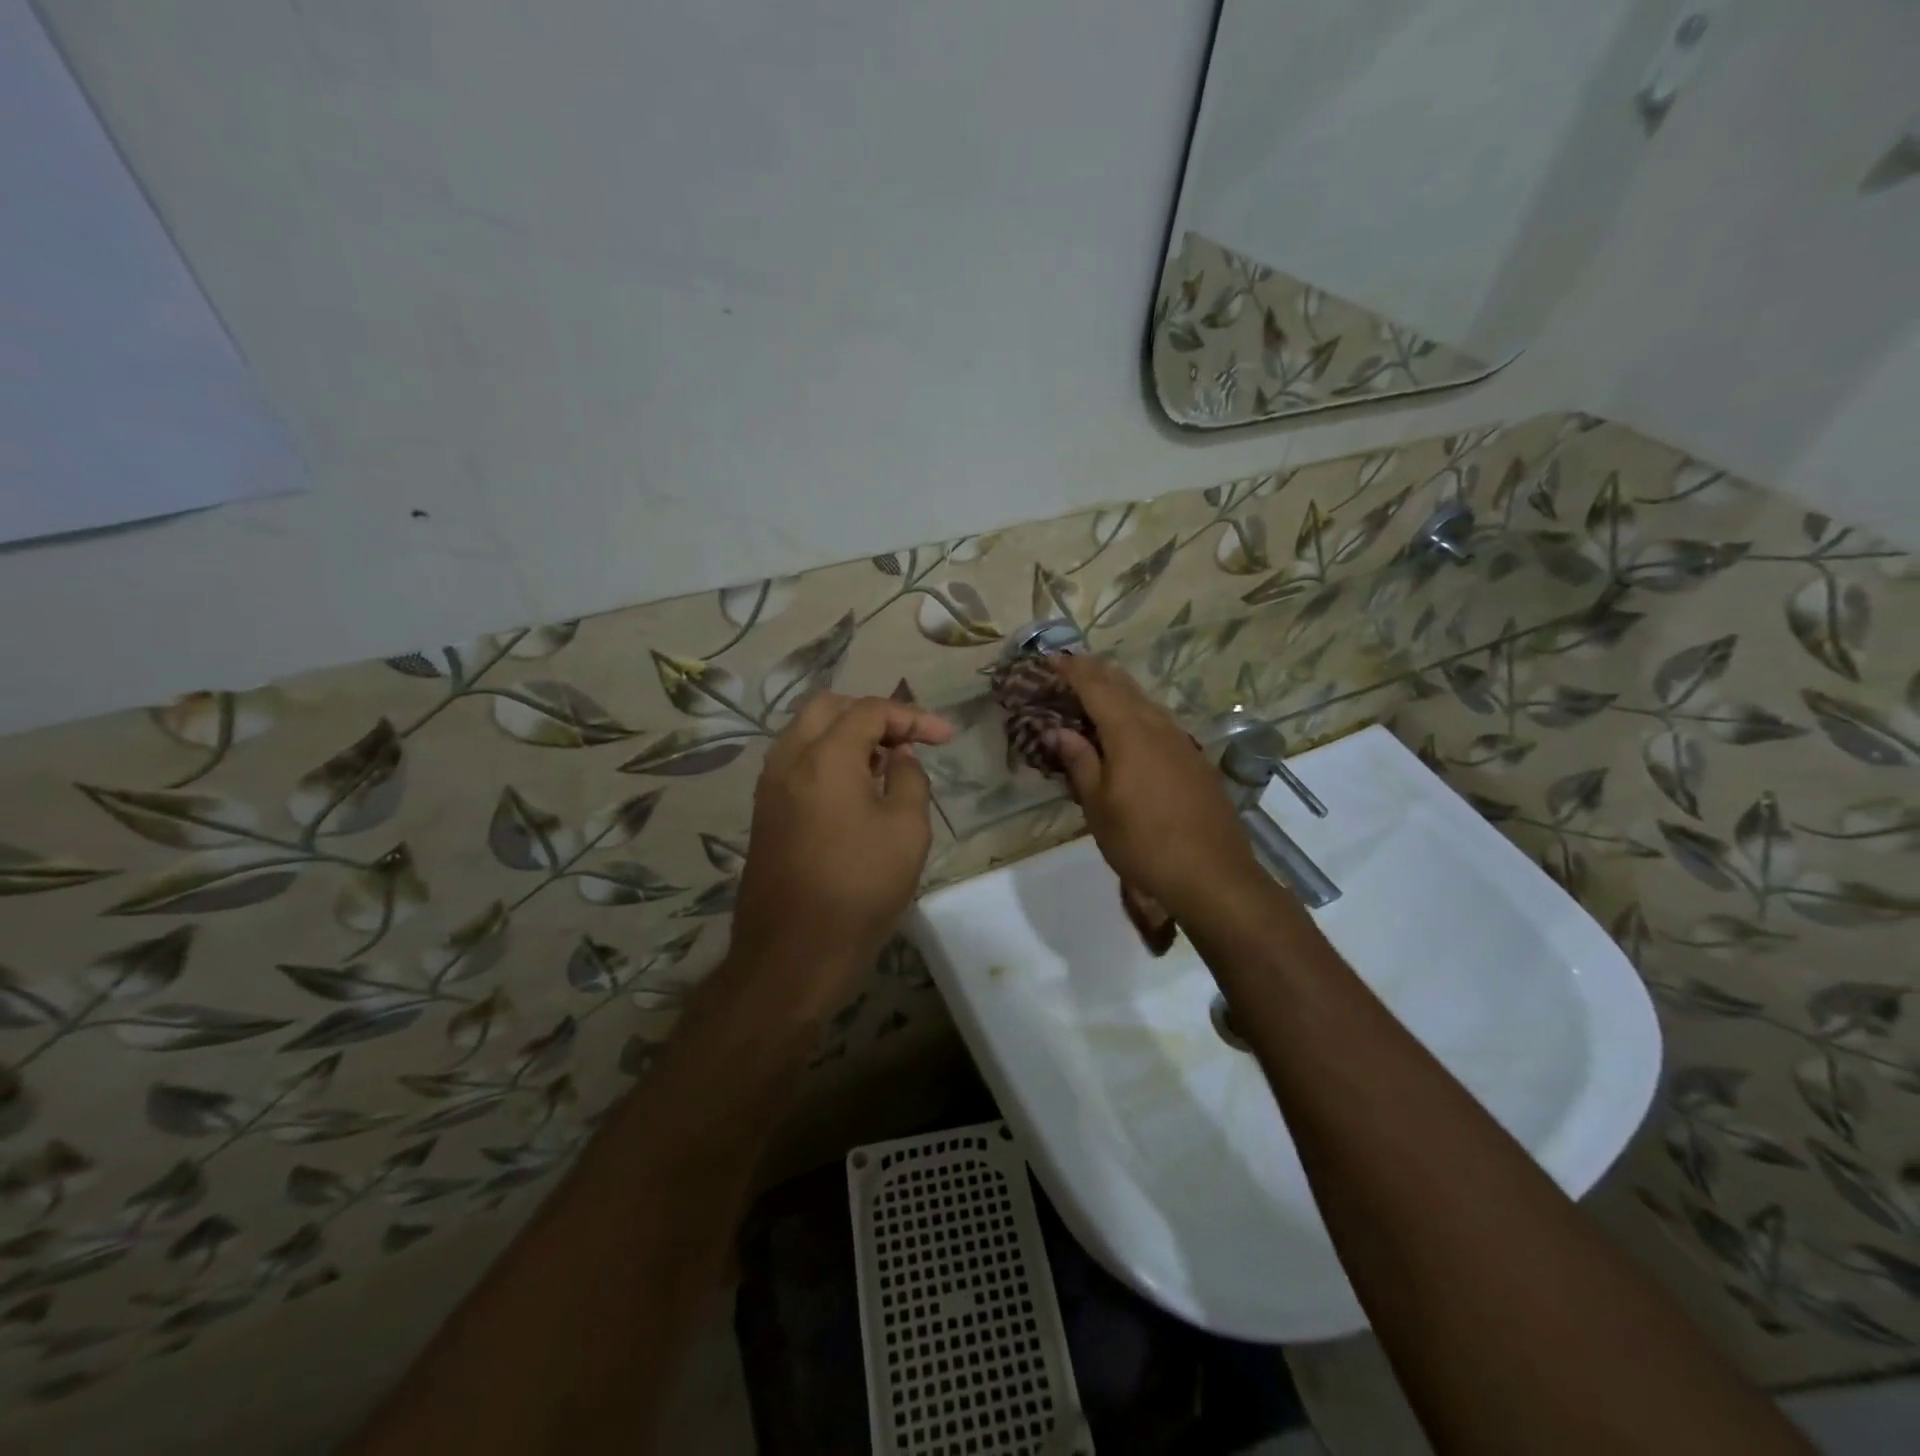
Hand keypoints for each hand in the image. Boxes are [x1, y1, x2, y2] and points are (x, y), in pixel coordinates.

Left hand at [727, 694, 952, 1020]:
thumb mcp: (906, 829)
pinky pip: (797, 764)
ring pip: (807, 734)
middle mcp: (788, 759)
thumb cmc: (859, 887)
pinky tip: (856, 790)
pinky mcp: (765, 813)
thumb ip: (909, 779)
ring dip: (847, 736)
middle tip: (907, 739)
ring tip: (885, 764)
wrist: (792, 954)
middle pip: (828, 708)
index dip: (913, 716)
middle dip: (873, 715)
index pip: (870, 710)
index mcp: (825, 756)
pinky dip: (828, 760)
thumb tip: (899, 757)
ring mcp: (769, 787)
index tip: (946, 737)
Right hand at [1048, 655, 1259, 920]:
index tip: (1052, 658)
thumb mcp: (1099, 805)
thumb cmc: (1142, 842)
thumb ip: (1079, 762)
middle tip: (1071, 667)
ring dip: (1119, 691)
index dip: (1073, 670)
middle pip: (1124, 687)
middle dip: (1096, 673)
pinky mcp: (1195, 761)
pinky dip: (1137, 714)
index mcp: (1129, 732)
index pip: (1096, 687)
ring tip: (1097, 691)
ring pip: (1146, 703)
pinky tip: (1132, 729)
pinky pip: (1160, 723)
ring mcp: (1182, 742)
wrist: (1211, 875)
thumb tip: (1057, 731)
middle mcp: (1158, 727)